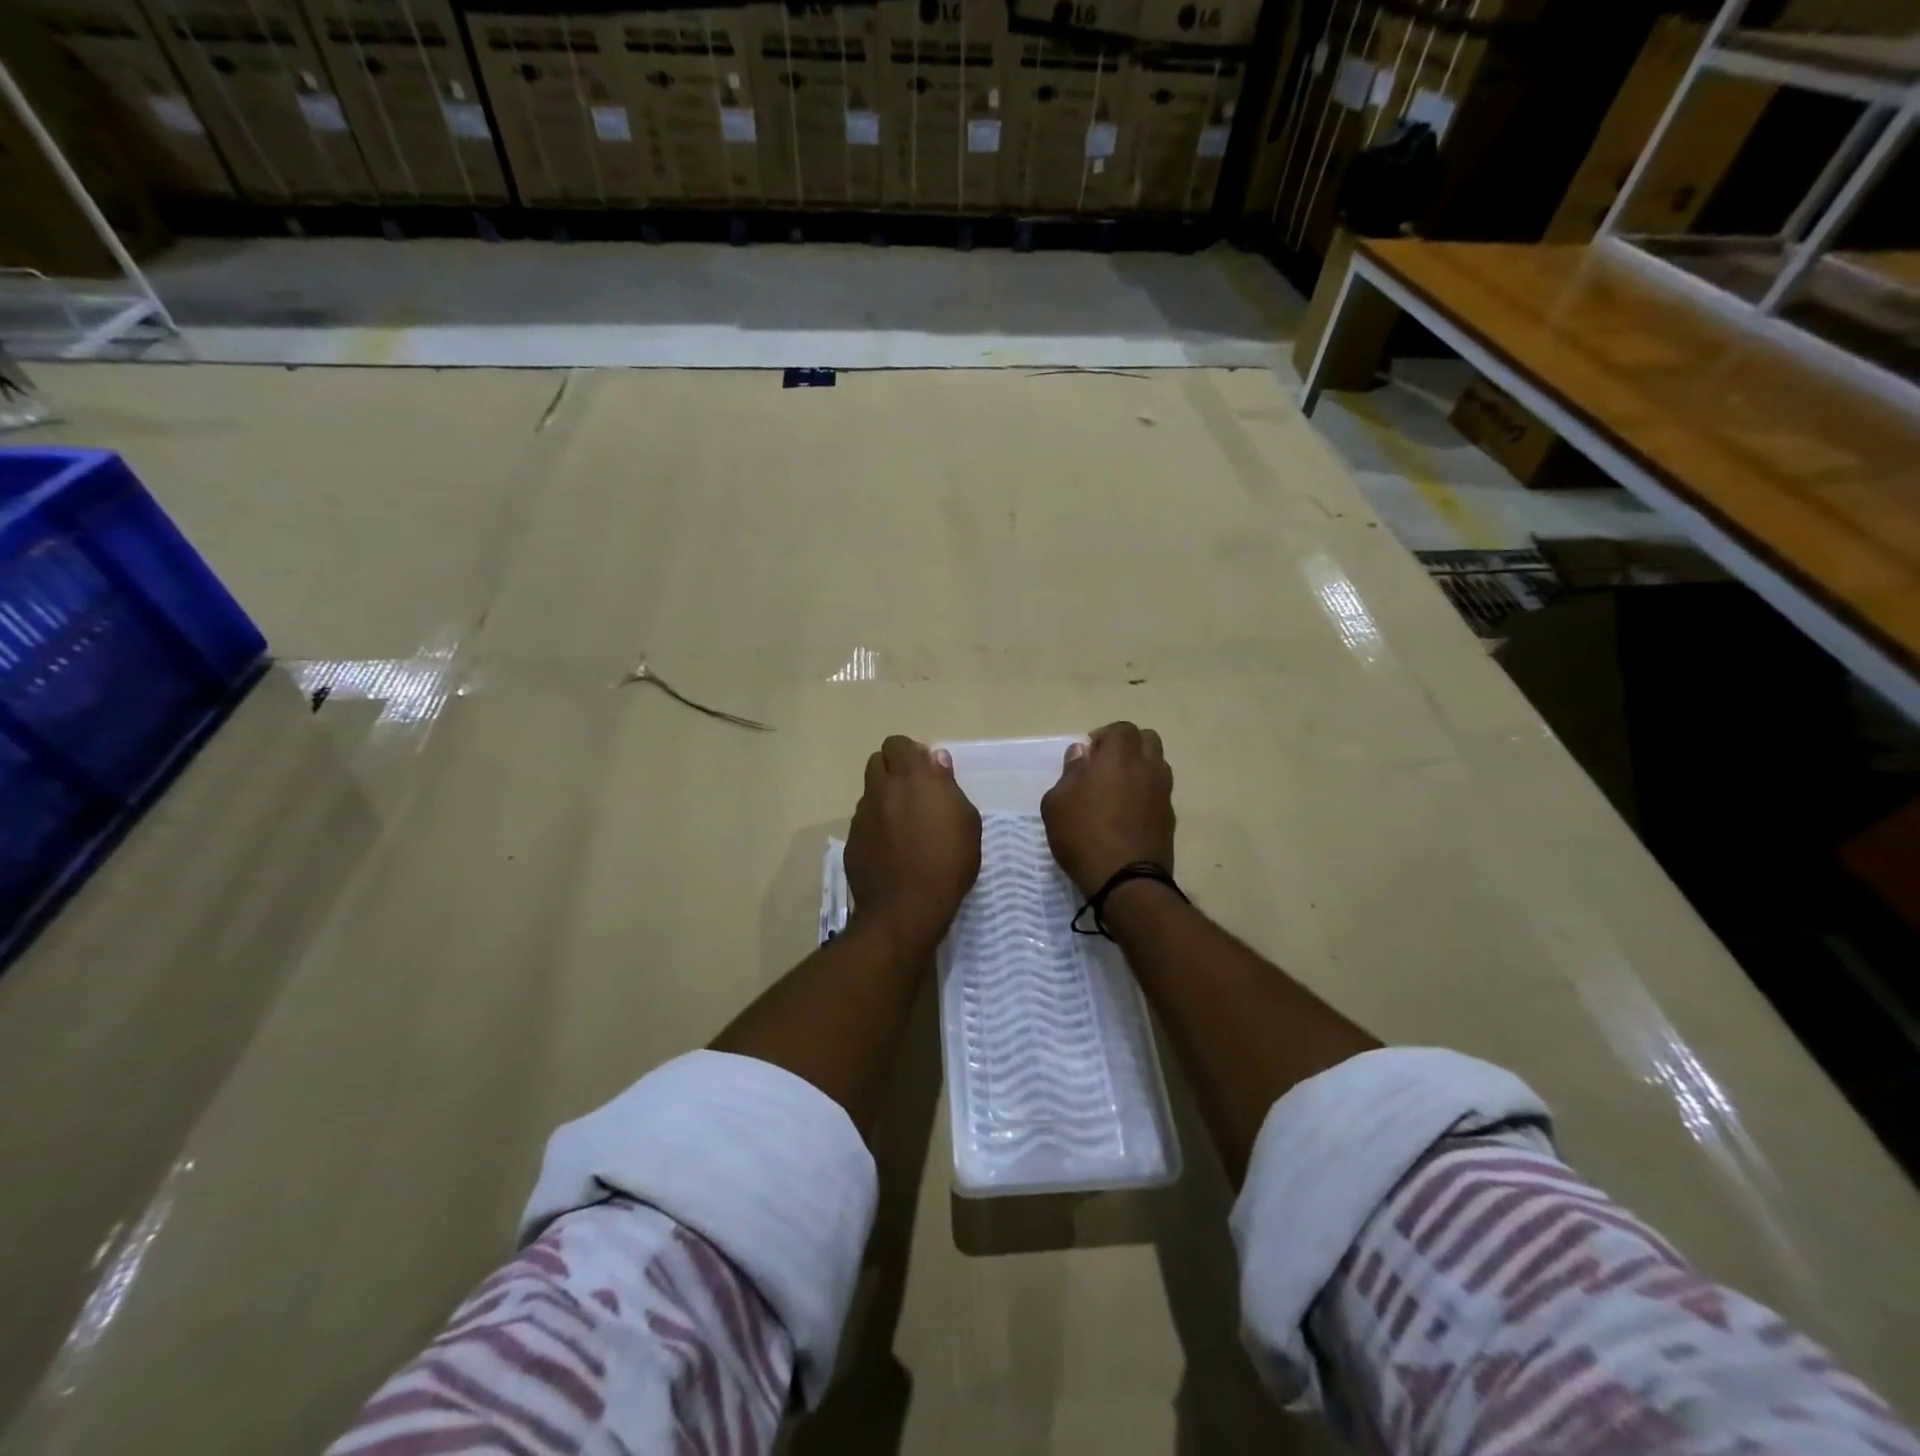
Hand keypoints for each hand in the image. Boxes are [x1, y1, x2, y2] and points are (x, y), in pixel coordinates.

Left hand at [845, 736, 981, 953]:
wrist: (906, 908)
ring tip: (904, 823)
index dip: (911, 753)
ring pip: (870, 792)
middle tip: (915, 792)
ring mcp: (862, 815)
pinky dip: (876, 825)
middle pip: (878, 761)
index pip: (898, 744)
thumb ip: (948, 785)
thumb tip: (936, 759)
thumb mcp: (966, 822)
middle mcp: (881, 790)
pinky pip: (864, 821)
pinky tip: (892, 848)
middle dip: (894, 769)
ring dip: (885, 797)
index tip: (927, 771)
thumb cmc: (947, 862)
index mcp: (911, 778)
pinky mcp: (852, 840)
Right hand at [1041, 721, 1174, 895]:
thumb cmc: (1083, 835)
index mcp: (1118, 757)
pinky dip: (1146, 792)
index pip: (1121, 729)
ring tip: (1118, 789)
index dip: (1104, 737)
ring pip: (1157, 764)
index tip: (1087, 756)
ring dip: (1140, 767)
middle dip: (1127, 746)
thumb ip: (1070, 772)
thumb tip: (1082, 754)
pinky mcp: (1170, 816)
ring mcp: (1163, 792)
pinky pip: (1160, 791)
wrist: (1126, 880)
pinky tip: (1128, 813)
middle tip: (1105, 766)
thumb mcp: (1057, 803)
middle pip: (1147, 740)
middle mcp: (1147, 767)